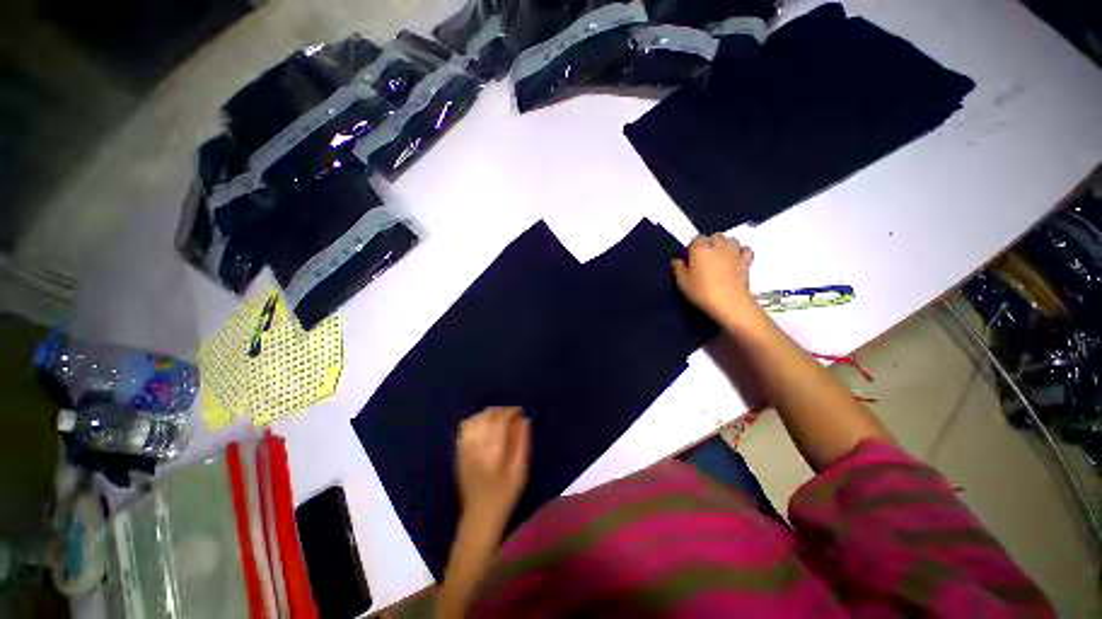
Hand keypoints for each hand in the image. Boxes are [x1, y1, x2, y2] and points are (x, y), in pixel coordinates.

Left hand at [456, 407, 529, 524]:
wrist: (480, 515)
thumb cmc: (506, 493)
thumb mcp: (521, 470)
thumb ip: (522, 442)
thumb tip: (524, 419)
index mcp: (494, 451)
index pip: (500, 419)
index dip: (511, 410)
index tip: (520, 411)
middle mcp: (477, 446)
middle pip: (486, 416)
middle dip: (500, 410)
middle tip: (511, 414)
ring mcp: (465, 449)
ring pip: (474, 419)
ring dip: (487, 414)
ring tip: (498, 418)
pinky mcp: (459, 452)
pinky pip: (464, 428)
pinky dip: (474, 420)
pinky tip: (483, 424)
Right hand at [673, 233, 758, 324]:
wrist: (729, 302)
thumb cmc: (702, 291)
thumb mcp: (682, 283)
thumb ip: (678, 269)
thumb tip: (677, 261)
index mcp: (699, 248)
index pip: (696, 238)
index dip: (693, 247)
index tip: (690, 258)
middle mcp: (717, 245)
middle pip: (714, 236)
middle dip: (710, 243)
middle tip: (704, 257)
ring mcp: (734, 251)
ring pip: (730, 240)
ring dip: (725, 245)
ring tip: (720, 257)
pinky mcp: (746, 260)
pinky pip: (744, 249)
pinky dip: (740, 251)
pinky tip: (736, 259)